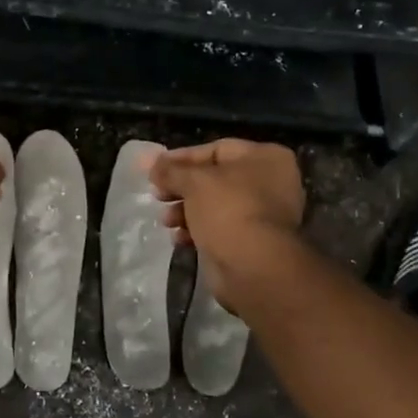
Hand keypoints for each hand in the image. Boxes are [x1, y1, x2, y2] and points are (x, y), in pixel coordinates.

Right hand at [148, 139, 303, 312]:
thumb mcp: (194, 182)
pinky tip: (179, 238)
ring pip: (214, 204)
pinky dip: (198, 230)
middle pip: (214, 178)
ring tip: (166, 221)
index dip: (181, 158)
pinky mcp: (253, 241)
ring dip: (185, 210)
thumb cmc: (228, 210)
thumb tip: (147, 160)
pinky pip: (220, 227)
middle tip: (158, 195)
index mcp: (265, 157)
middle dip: (181, 187)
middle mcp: (270, 182)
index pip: (216, 149)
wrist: (254, 267)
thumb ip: (170, 170)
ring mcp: (264, 213)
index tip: (155, 169)